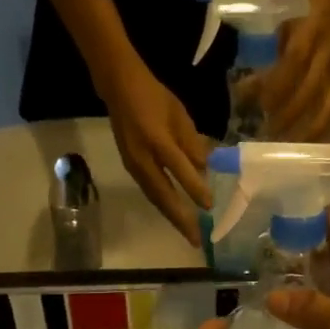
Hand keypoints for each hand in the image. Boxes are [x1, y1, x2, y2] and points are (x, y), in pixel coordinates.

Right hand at [99, 61, 211, 239]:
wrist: (119, 88)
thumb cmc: (155, 97)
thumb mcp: (180, 115)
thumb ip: (192, 143)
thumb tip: (204, 169)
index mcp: (157, 139)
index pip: (179, 169)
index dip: (195, 189)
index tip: (210, 206)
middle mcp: (143, 157)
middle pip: (163, 195)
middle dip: (181, 219)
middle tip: (196, 240)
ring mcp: (133, 165)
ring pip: (155, 197)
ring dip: (171, 217)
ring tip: (188, 233)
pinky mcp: (130, 167)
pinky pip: (149, 191)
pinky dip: (163, 206)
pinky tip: (174, 214)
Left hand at [263, 0, 329, 138]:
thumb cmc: (300, 1)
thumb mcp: (282, 14)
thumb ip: (268, 46)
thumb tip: (245, 85)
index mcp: (313, 28)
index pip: (294, 60)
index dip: (274, 84)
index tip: (252, 101)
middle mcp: (328, 52)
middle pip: (309, 91)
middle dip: (286, 116)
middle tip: (263, 135)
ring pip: (325, 107)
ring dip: (305, 132)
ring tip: (284, 149)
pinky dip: (319, 130)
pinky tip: (305, 147)